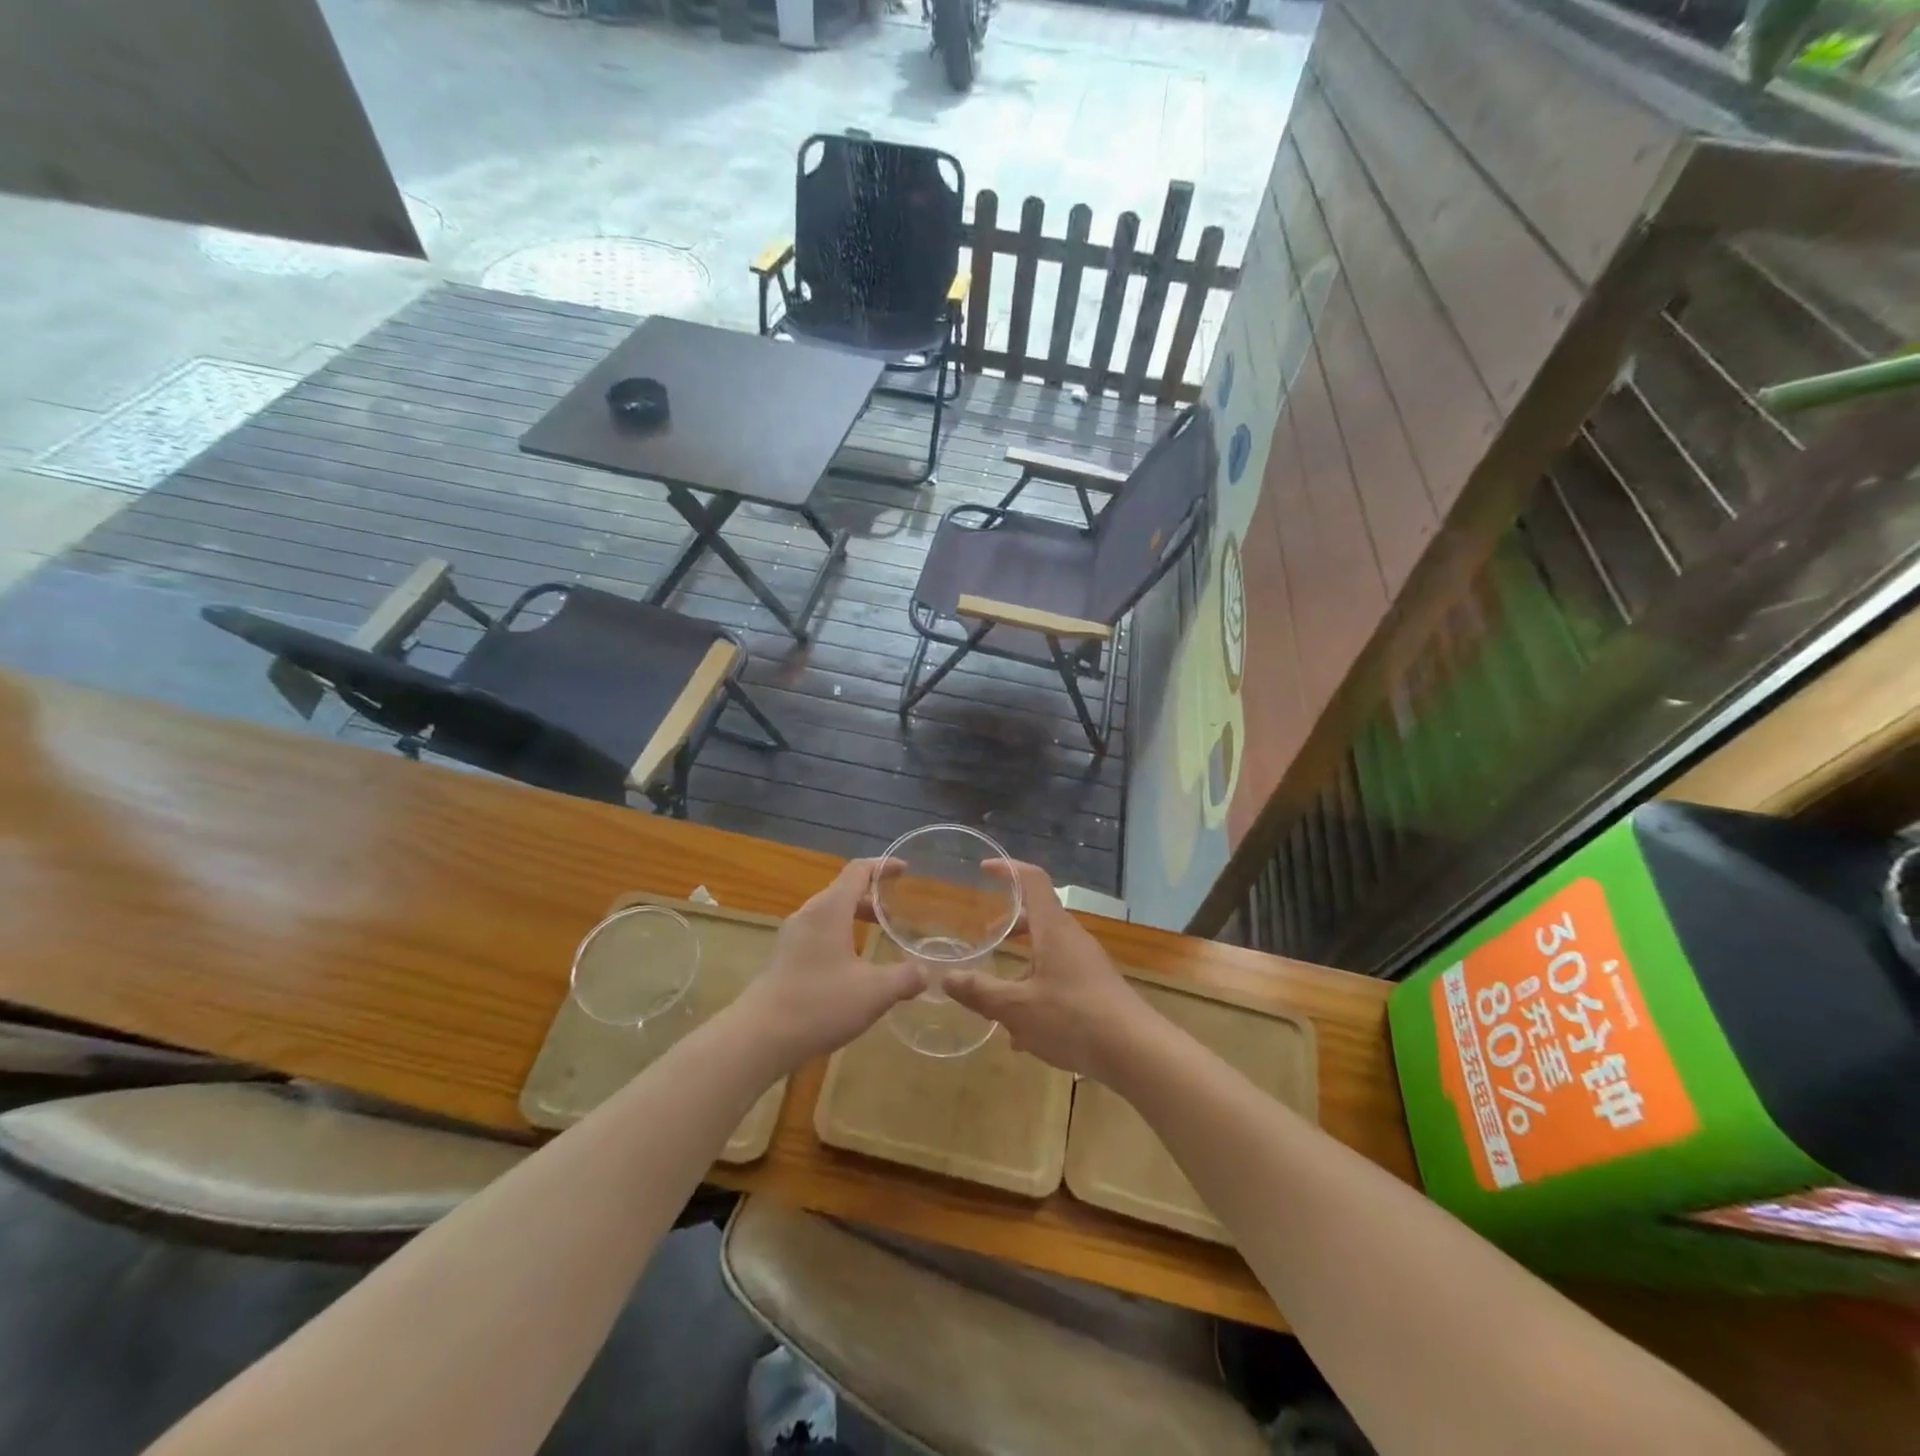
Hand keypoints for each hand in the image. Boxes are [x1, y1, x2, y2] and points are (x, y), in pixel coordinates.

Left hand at [733, 858, 924, 1071]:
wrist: (759, 1037)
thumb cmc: (820, 1004)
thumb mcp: (874, 992)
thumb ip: (905, 978)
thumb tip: (926, 973)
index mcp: (830, 909)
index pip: (858, 871)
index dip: (883, 866)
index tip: (905, 869)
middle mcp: (809, 915)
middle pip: (843, 891)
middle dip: (872, 897)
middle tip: (897, 914)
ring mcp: (792, 937)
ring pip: (829, 915)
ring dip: (855, 919)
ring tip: (878, 939)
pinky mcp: (784, 959)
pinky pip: (818, 935)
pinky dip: (840, 937)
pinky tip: (852, 968)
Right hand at [944, 861, 1151, 1079]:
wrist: (1137, 1052)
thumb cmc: (1073, 1018)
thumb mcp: (1016, 1008)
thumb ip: (980, 992)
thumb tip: (946, 978)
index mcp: (1054, 929)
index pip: (1033, 881)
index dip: (1008, 870)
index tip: (985, 868)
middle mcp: (1072, 939)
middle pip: (1039, 918)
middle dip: (1010, 926)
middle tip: (986, 939)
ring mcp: (1088, 964)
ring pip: (1048, 953)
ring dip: (1023, 968)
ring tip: (998, 1002)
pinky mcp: (1097, 989)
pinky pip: (1060, 978)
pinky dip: (1038, 992)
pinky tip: (1024, 1036)